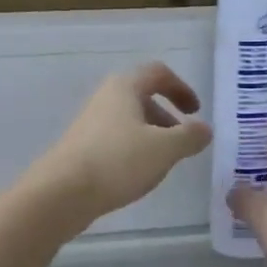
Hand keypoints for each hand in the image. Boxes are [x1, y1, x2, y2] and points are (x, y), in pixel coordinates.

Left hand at [32, 63, 212, 227]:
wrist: (61, 193)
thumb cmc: (118, 161)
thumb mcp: (165, 149)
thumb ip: (190, 137)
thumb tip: (205, 129)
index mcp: (125, 87)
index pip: (158, 73)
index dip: (181, 88)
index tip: (195, 112)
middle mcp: (105, 99)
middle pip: (142, 98)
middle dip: (167, 117)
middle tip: (183, 142)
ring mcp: (90, 124)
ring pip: (129, 122)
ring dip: (152, 137)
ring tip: (164, 164)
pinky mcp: (82, 148)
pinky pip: (116, 141)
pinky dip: (134, 151)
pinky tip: (138, 176)